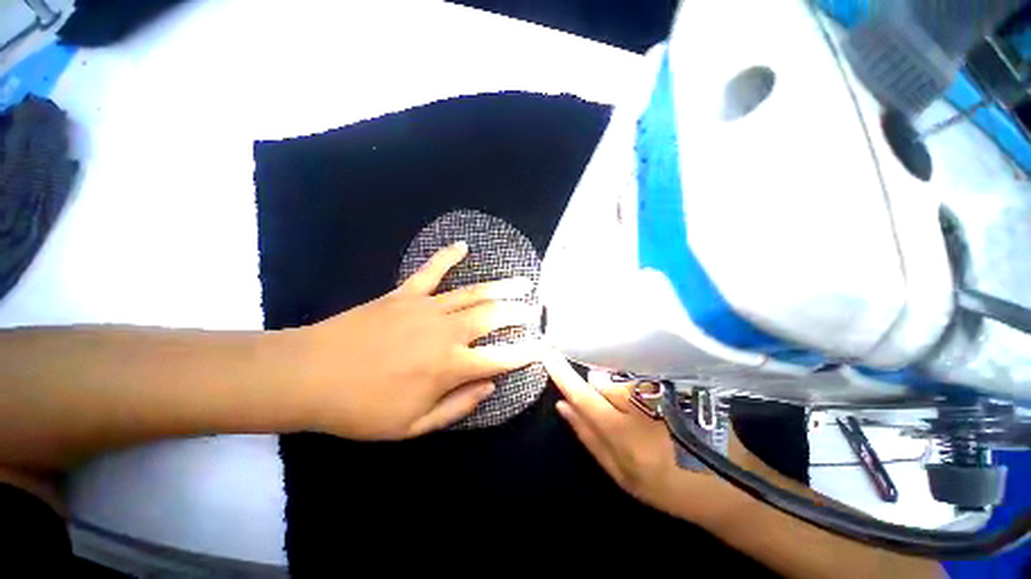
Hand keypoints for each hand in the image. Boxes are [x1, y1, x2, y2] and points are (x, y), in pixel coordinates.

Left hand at [288, 242, 541, 439]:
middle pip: (493, 316)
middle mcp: (445, 332)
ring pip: (473, 293)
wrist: (309, 376)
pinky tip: (462, 246)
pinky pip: (431, 271)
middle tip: (535, 310)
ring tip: (522, 281)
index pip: (500, 358)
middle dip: (519, 312)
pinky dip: (447, 257)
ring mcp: (426, 307)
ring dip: (501, 287)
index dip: (525, 353)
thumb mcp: (412, 426)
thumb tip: (490, 385)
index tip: (541, 347)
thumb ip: (458, 405)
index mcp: (449, 366)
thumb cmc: (361, 409)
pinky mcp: (404, 294)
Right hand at [545, 352, 734, 524]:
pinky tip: (658, 411)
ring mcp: (661, 392)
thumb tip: (562, 407)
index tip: (547, 353)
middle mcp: (640, 406)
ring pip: (621, 380)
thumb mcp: (621, 476)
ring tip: (646, 420)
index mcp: (624, 435)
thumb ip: (589, 438)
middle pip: (602, 383)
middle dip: (600, 394)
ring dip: (621, 394)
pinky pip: (639, 378)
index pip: (584, 396)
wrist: (727, 483)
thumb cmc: (668, 487)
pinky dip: (637, 389)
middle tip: (621, 420)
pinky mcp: (674, 386)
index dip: (562, 374)